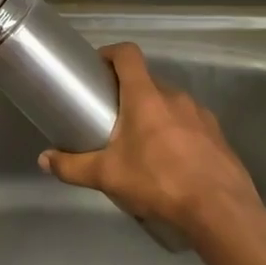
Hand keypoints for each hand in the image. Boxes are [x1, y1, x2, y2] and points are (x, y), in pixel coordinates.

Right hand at [39, 43, 265, 242]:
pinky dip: (177, 132)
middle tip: (112, 116)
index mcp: (146, 96)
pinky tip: (171, 161)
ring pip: (170, 103)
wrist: (221, 211)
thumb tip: (44, 160)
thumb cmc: (159, 182)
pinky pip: (191, 123)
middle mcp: (175, 96)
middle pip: (147, 81)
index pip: (128, 54)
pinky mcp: (218, 135)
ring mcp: (201, 114)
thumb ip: (72, 166)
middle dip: (128, 93)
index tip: (97, 68)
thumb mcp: (107, 177)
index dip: (110, 53)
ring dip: (154, 114)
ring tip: (142, 143)